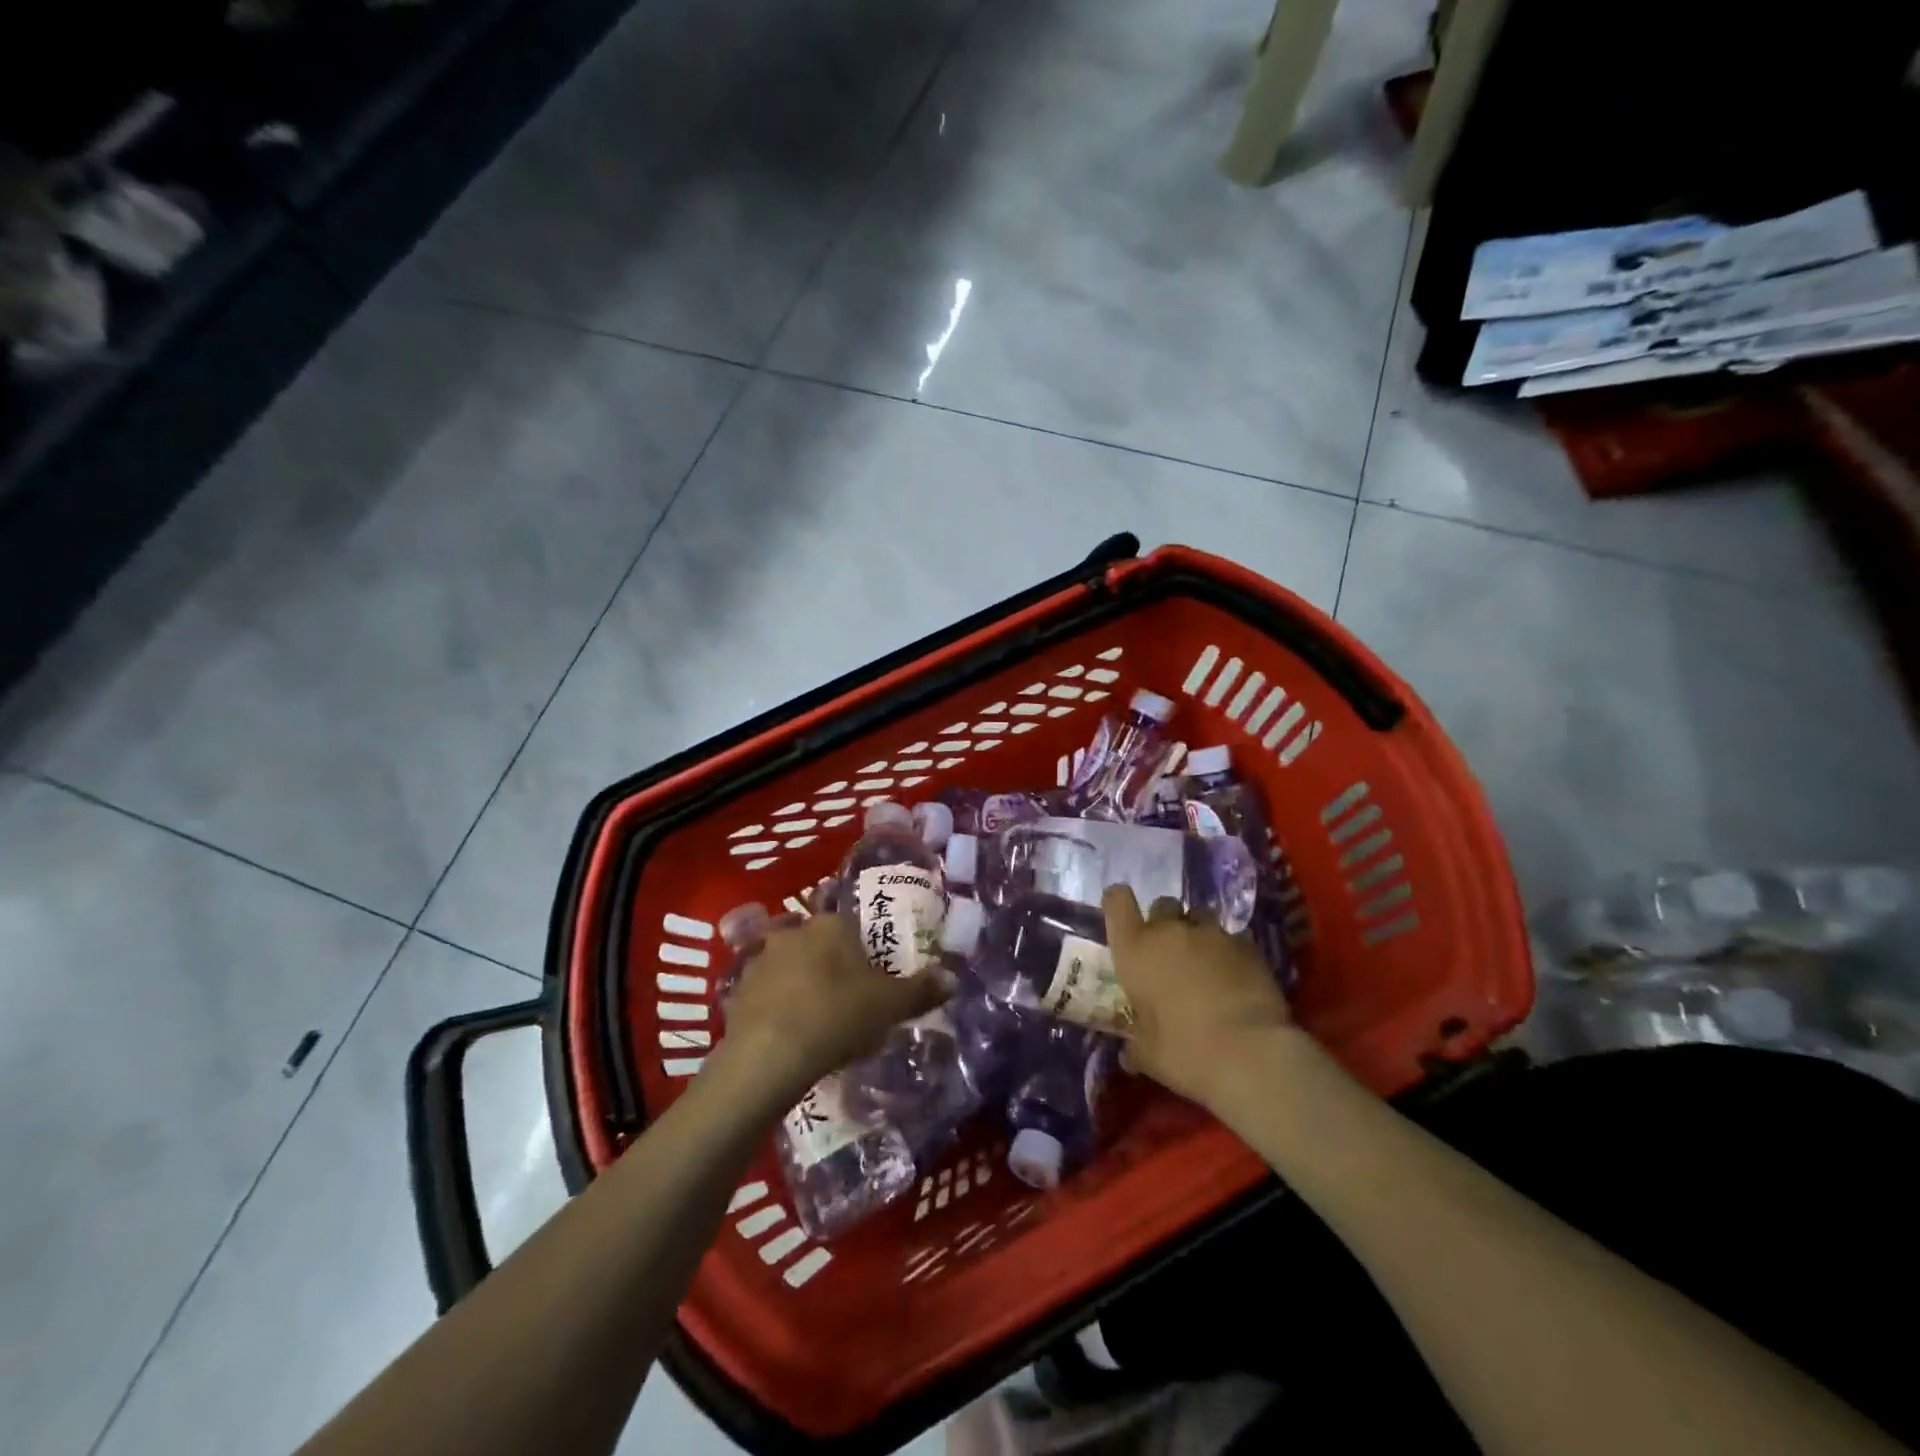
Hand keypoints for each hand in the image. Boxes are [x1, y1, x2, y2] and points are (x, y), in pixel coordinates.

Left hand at [717, 911, 953, 1102]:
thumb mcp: (890, 1006)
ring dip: (798, 982)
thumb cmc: (838, 1016)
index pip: (848, 923)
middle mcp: (793, 932)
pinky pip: (764, 992)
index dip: (860, 948)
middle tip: (844, 995)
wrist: (770, 1056)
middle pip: (815, 941)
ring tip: (815, 1016)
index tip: (868, 974)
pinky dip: (775, 1006)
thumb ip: (922, 990)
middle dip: (827, 962)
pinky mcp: (737, 991)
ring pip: (786, 964)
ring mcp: (760, 960)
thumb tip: (953, 978)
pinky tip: (788, 1033)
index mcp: (831, 926)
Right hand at [1102, 885, 1294, 1110]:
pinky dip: (1228, 954)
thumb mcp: (1148, 1055)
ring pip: (1199, 918)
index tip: (1122, 919)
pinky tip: (1235, 980)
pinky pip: (1231, 939)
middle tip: (1168, 955)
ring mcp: (1212, 934)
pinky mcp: (1248, 946)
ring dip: (1197, 936)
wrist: (1252, 1054)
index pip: (1117, 901)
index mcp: (1135, 950)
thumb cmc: (1185, 1052)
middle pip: (1162, 905)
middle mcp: (1170, 931)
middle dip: (1164, 924)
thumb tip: (1129, 1053)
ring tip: (1205, 966)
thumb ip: (1136, 1044)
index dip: (1118, 904)